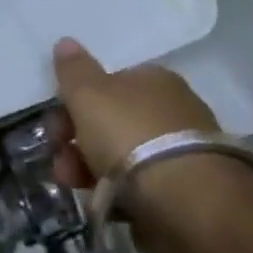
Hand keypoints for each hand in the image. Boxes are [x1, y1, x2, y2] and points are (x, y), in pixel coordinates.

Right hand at [49, 37, 252, 252]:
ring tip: (79, 191)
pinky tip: (113, 209)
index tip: (57, 128)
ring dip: (94, 172)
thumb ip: (73, 69)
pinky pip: (146, 190)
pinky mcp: (195, 195)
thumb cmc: (131, 136)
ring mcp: (187, 154)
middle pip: (114, 123)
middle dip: (79, 143)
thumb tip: (66, 42)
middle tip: (62, 166)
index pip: (109, 84)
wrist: (190, 204)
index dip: (76, 103)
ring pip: (127, 159)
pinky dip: (125, 198)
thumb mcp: (88, 94)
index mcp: (154, 79)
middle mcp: (175, 110)